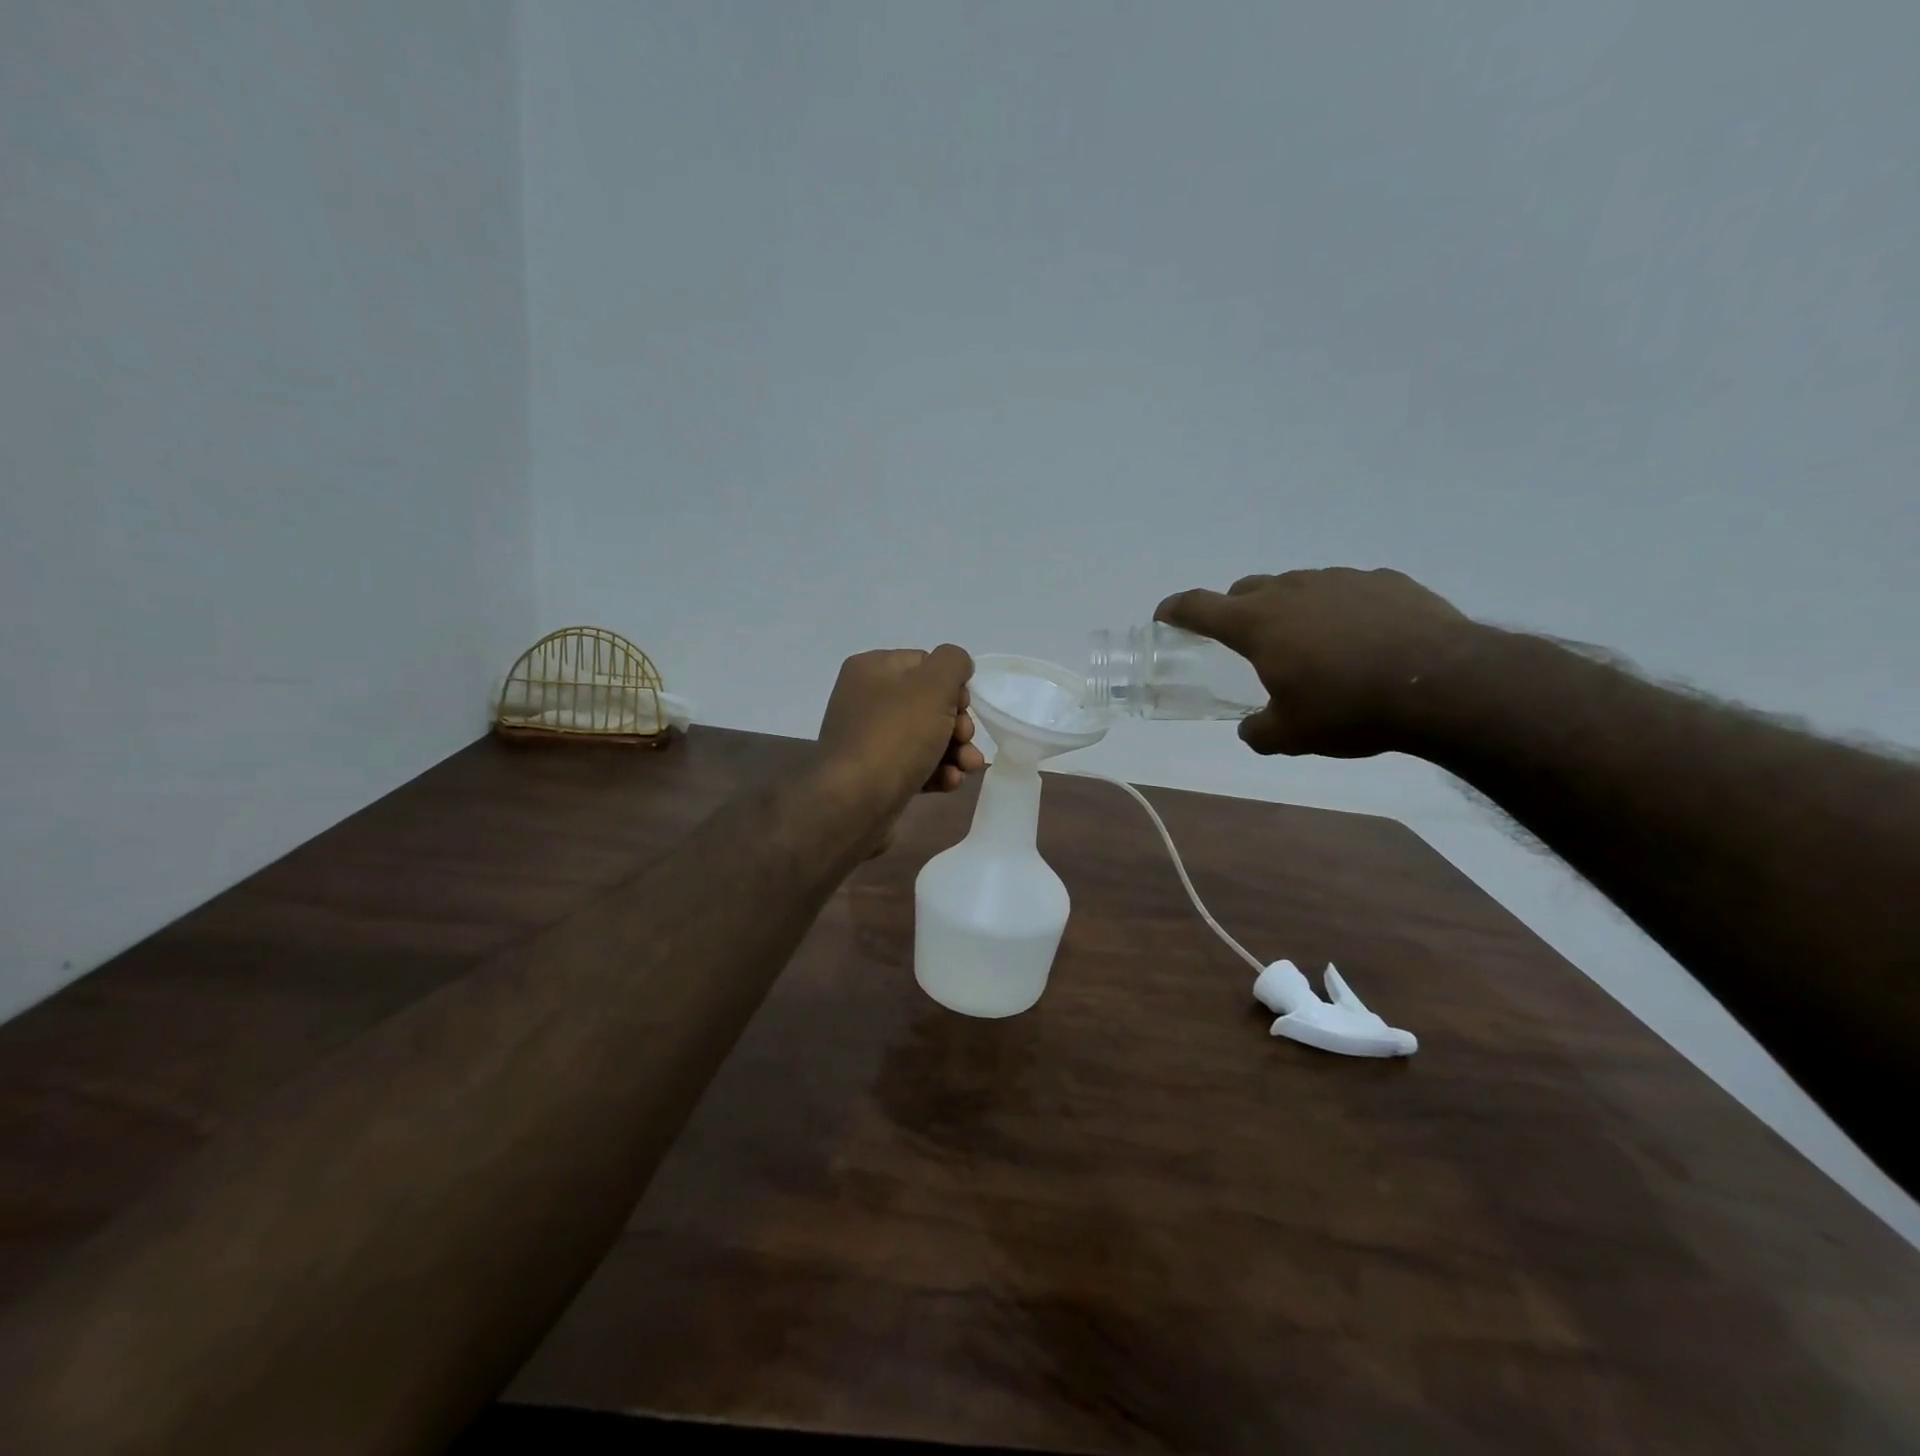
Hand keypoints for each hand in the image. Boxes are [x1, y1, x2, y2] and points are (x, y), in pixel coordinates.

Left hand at [816, 647, 986, 841]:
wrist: (855, 803)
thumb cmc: (895, 736)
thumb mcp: (933, 686)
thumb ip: (952, 662)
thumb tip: (957, 666)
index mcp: (871, 669)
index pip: (925, 664)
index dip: (952, 685)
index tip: (964, 707)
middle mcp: (866, 700)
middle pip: (929, 703)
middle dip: (958, 724)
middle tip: (965, 739)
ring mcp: (869, 740)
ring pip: (926, 737)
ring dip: (954, 751)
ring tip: (967, 767)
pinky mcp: (876, 775)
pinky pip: (914, 765)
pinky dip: (936, 772)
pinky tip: (950, 783)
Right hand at [1156, 568, 1476, 757]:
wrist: (1445, 685)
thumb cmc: (1350, 709)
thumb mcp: (1292, 735)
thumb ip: (1258, 731)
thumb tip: (1250, 729)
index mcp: (1258, 624)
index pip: (1199, 606)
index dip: (1175, 611)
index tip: (1165, 617)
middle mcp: (1292, 590)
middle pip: (1246, 589)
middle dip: (1235, 612)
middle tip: (1247, 644)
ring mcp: (1341, 579)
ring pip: (1297, 586)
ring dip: (1290, 610)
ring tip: (1312, 646)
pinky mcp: (1384, 580)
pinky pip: (1346, 590)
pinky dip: (1339, 610)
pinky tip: (1362, 639)